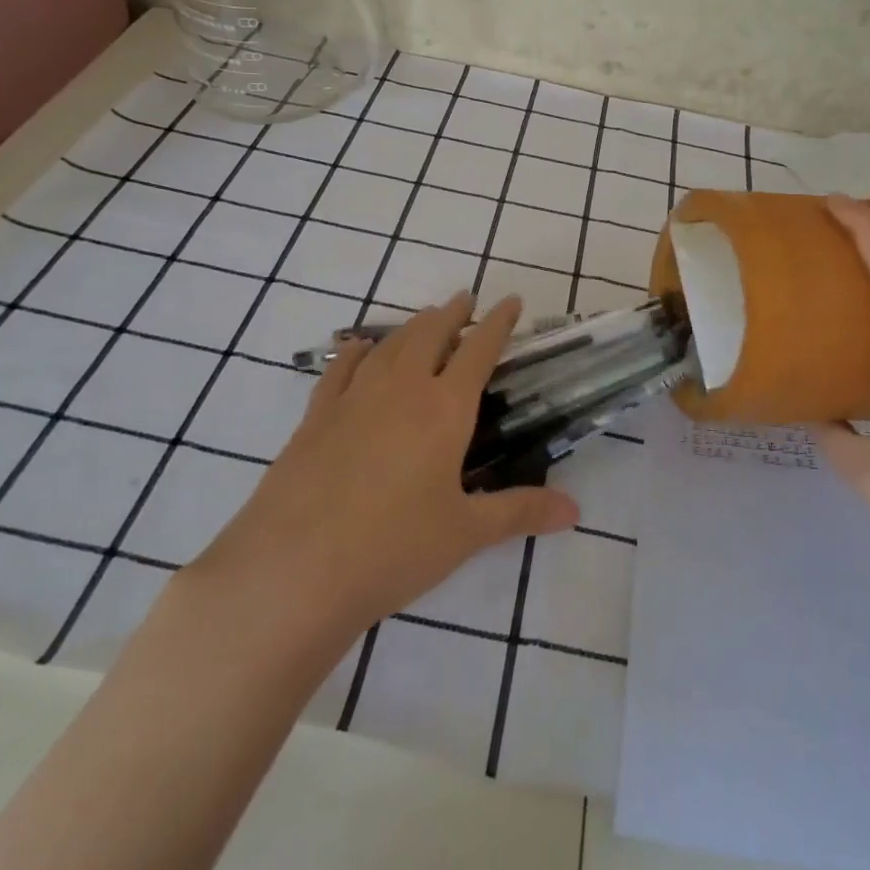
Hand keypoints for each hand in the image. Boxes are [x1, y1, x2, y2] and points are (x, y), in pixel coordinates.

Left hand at [187, 292, 578, 642]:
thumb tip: (575, 511)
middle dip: (452, 313)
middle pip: (430, 334)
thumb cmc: (393, 549)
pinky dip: (356, 351)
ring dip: (411, 326)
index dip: (498, 323)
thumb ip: (520, 512)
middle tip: (465, 300)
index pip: (479, 350)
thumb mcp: (465, 533)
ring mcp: (353, 398)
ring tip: (424, 319)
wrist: (294, 569)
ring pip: (389, 344)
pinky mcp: (315, 416)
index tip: (510, 301)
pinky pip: (340, 368)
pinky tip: (358, 348)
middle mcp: (401, 389)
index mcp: (444, 409)